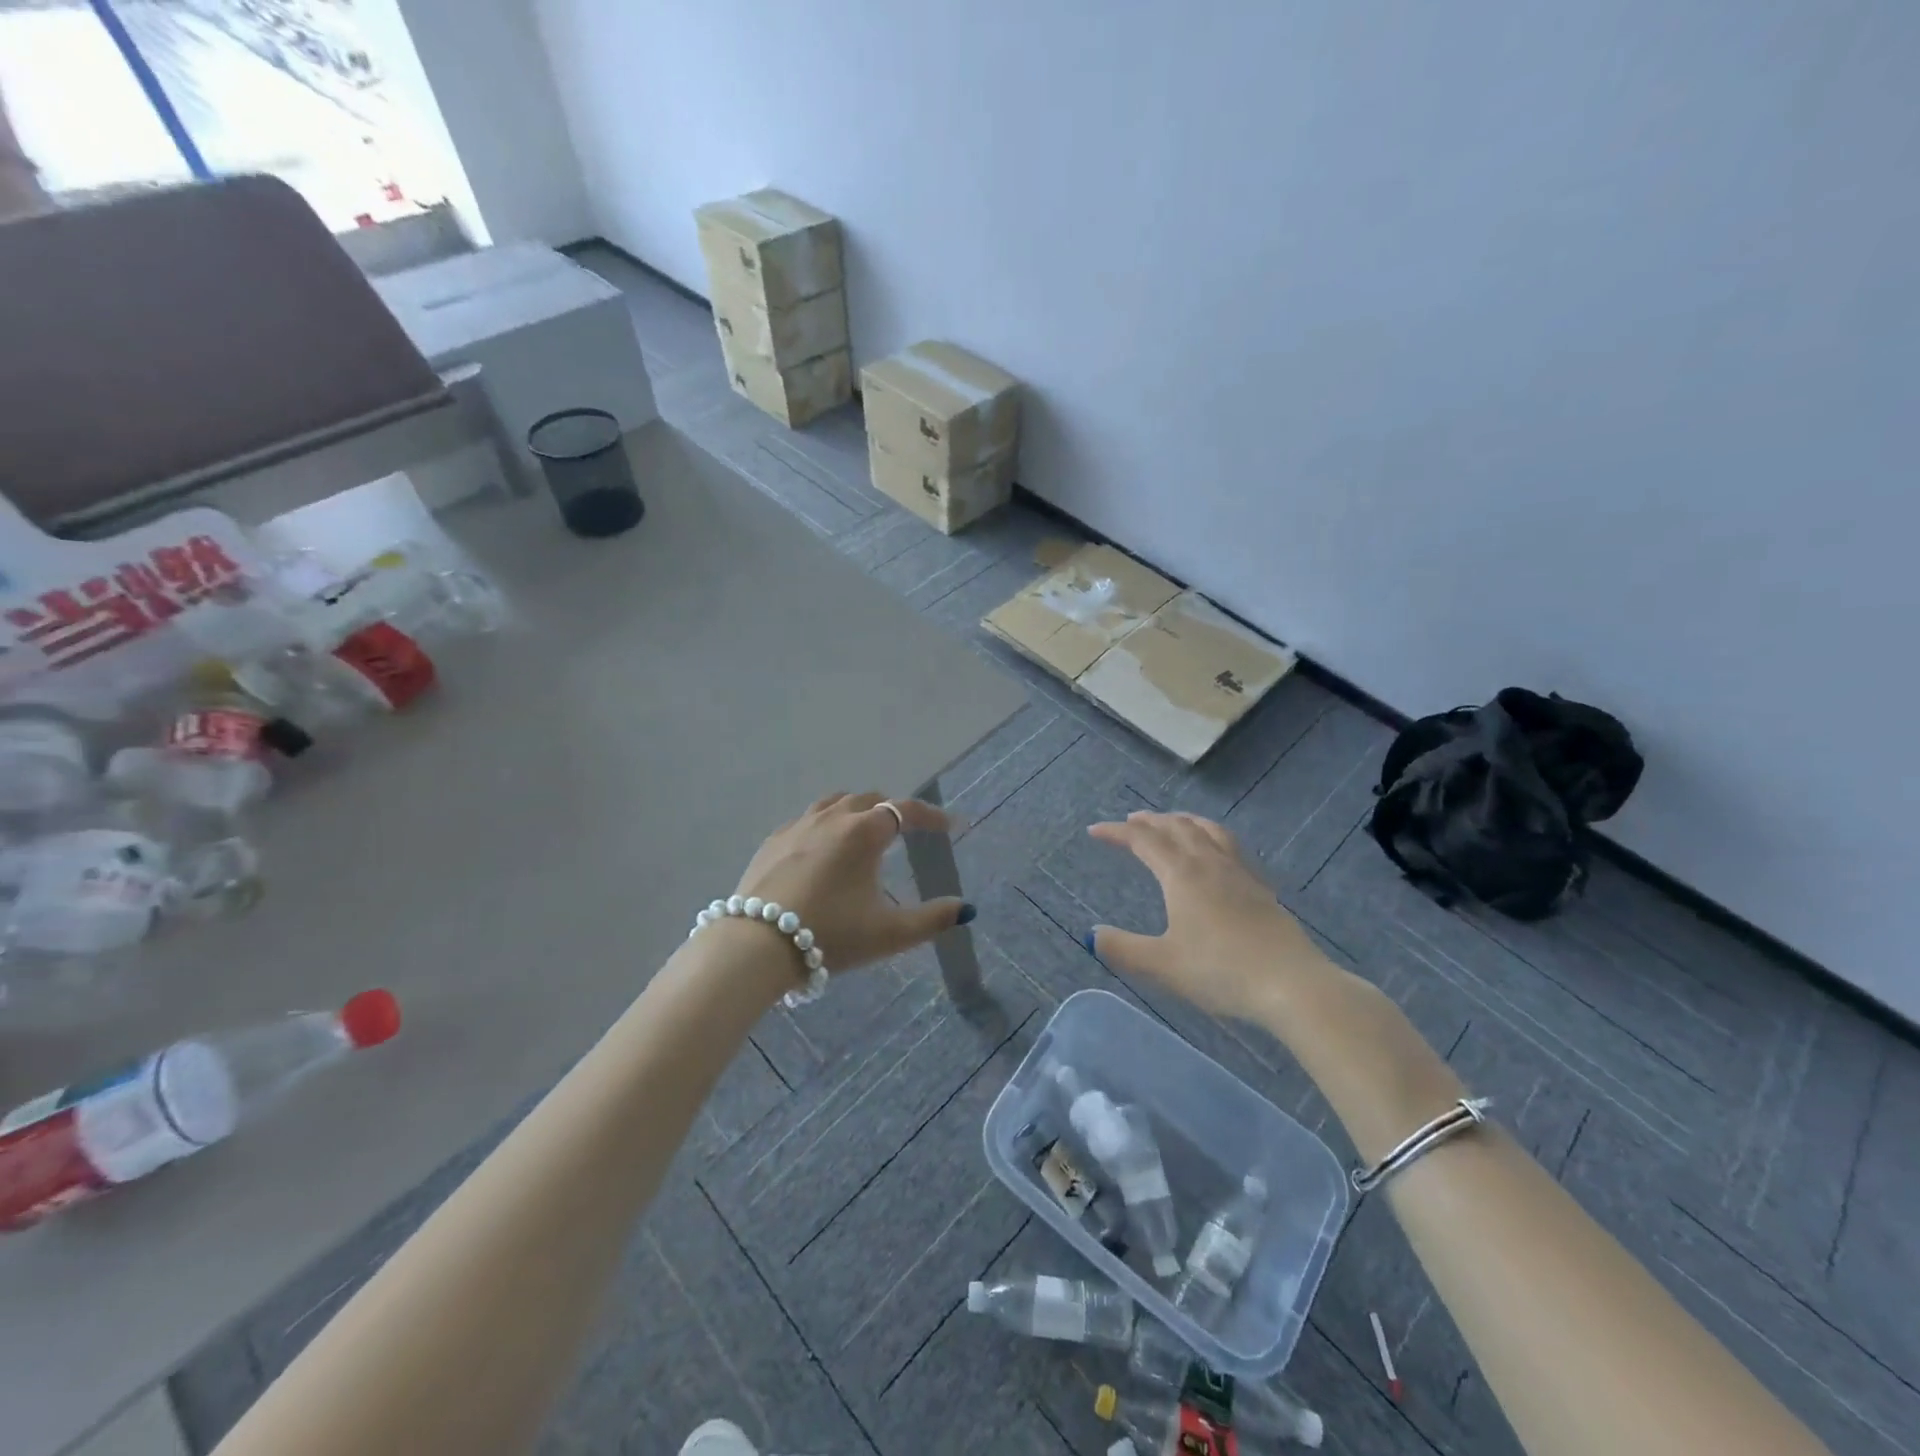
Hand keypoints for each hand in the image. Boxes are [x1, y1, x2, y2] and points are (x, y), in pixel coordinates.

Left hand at [734, 792, 971, 971]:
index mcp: (864, 832)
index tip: (949, 826)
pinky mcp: (772, 841)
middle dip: (892, 811)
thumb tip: (966, 909)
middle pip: (869, 800)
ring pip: (834, 803)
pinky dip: (824, 825)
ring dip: (856, 811)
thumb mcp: (889, 934)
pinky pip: (806, 820)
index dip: (931, 816)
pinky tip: (821, 849)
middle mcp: (832, 818)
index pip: (906, 811)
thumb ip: (932, 919)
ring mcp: (797, 826)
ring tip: (863, 831)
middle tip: (905, 832)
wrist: (756, 946)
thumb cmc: (831, 935)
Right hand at [1086, 811, 1326, 1021]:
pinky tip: (1215, 852)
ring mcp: (1239, 872)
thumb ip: (1123, 948)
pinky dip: (1210, 835)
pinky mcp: (1260, 887)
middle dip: (1149, 821)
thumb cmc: (1221, 971)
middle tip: (1130, 822)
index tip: (1095, 831)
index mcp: (1182, 874)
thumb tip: (1092, 934)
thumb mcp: (1163, 965)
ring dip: (1182, 821)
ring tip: (1172, 822)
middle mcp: (1209, 863)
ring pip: (1207, 830)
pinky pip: (1229, 845)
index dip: (1117, 832)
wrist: (1291, 984)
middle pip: (1176, 827)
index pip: (1144, 840)